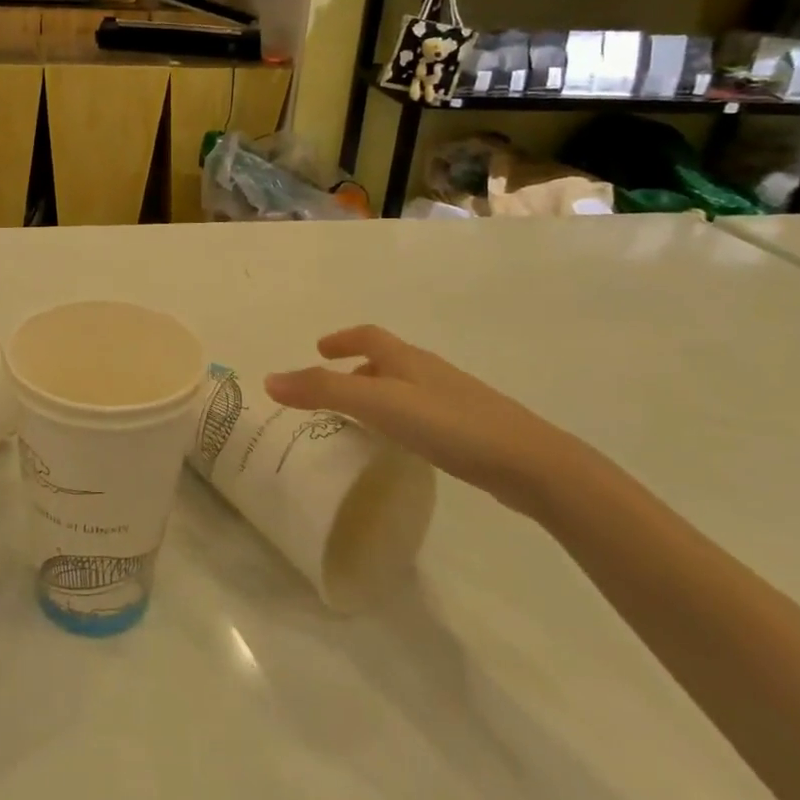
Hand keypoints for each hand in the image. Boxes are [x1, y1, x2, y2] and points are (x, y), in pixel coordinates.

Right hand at [265, 325, 582, 517]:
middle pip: (386, 361)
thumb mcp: (378, 404)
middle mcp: (429, 372)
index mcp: (407, 359)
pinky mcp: (470, 430)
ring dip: (378, 395)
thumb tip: (269, 379)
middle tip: (331, 392)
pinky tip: (401, 446)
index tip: (319, 349)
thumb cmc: (449, 424)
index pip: (368, 336)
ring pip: (405, 389)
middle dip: (356, 369)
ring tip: (359, 421)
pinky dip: (400, 419)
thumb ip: (323, 391)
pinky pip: (423, 414)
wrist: (530, 463)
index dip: (342, 339)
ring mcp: (454, 400)